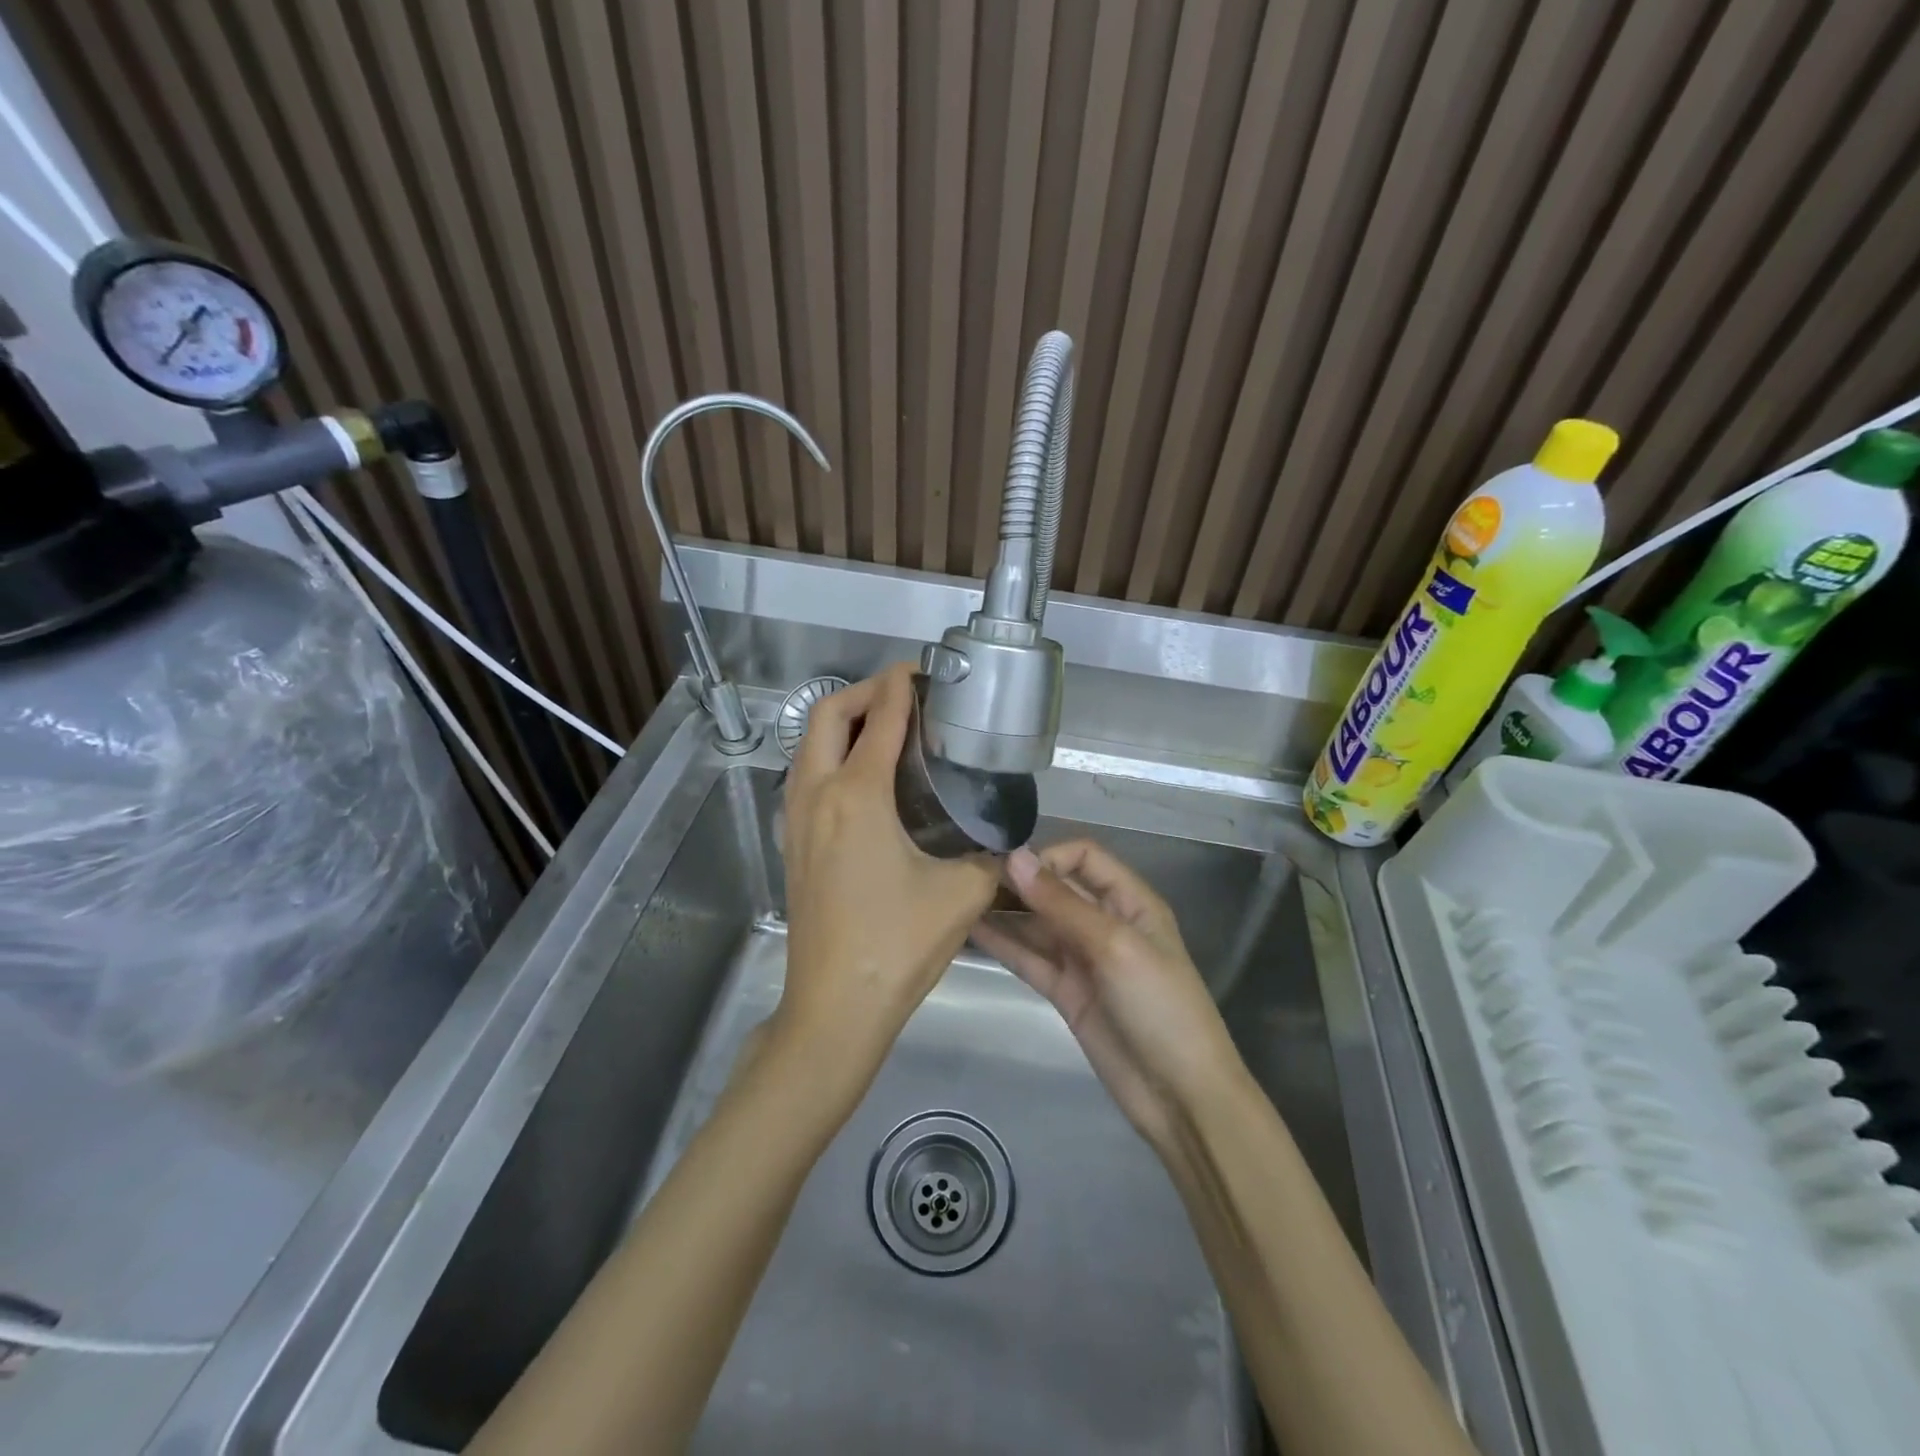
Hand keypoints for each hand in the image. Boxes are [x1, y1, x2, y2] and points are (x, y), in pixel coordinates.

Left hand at [777, 664, 998, 1098]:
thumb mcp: (962, 894)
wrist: (835, 1006)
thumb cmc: (898, 944)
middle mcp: (817, 795)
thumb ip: (990, 856)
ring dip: (842, 723)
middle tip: (904, 696)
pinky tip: (864, 779)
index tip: (921, 670)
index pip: (880, 719)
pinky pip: (806, 776)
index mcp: (857, 795)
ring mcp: (796, 820)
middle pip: (827, 716)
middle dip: (864, 693)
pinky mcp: (792, 844)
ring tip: (885, 729)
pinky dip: (830, 755)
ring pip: (808, 745)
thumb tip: (1006, 842)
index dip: (901, 686)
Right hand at [972, 841, 1243, 1149]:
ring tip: (959, 899)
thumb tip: (1015, 857)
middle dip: (1018, 881)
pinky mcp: (1065, 992)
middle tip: (969, 876)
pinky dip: (1003, 944)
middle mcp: (1105, 922)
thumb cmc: (1160, 1006)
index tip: (1008, 867)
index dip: (1048, 856)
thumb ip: (1062, 903)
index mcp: (1130, 901)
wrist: (1180, 1097)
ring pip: (1037, 923)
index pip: (1084, 857)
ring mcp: (1083, 959)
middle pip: (1056, 889)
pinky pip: (1029, 958)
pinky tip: (969, 930)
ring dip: (1004, 910)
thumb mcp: (1115, 946)